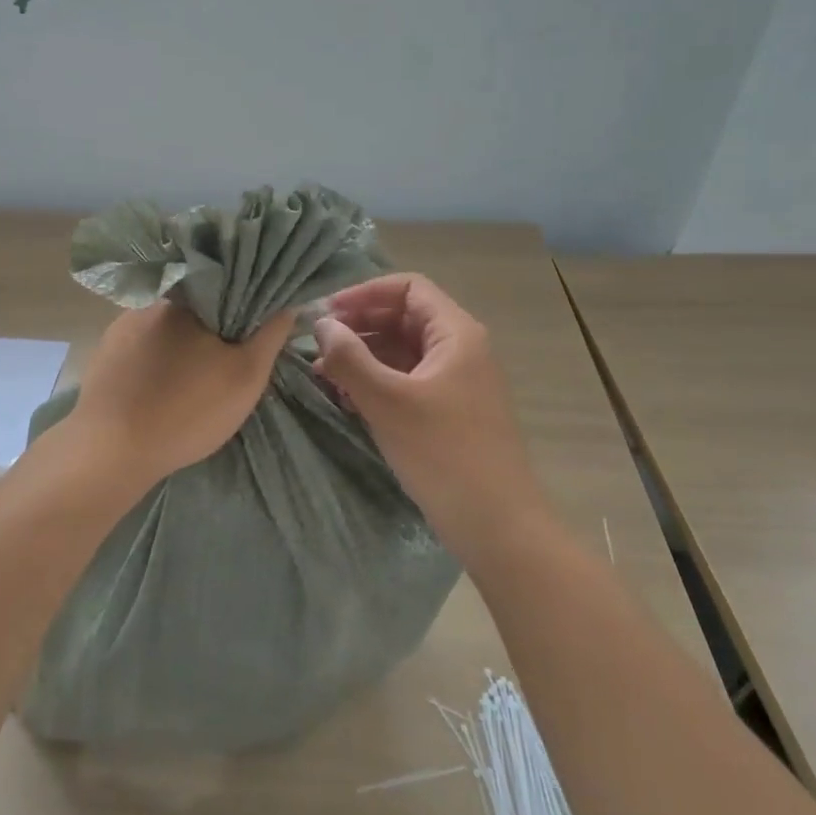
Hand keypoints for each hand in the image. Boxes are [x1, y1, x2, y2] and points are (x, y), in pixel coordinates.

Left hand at [67, 302, 294, 488]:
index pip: (227, 285)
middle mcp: (152, 302)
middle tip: (226, 356)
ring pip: (166, 325)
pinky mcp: (105, 350)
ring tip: (192, 372)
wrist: (112, 450)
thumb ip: (270, 335)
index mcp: (189, 299)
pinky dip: (156, 355)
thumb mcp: (245, 376)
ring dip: (181, 340)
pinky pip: (141, 342)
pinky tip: (161, 381)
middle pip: (196, 305)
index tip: (254, 327)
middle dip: (212, 324)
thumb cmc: (188, 410)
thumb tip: (288, 301)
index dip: (245, 303)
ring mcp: (122, 325)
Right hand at [313, 273, 544, 547]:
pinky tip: (347, 397)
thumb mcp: (388, 401)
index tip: (327, 314)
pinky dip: (376, 381)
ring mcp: (455, 382)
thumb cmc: (443, 453)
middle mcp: (459, 349)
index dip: (365, 293)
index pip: (408, 288)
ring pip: (402, 351)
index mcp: (456, 334)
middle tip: (318, 345)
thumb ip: (349, 357)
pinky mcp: (447, 412)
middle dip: (358, 326)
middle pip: (403, 317)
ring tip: (323, 373)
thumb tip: (321, 324)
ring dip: (363, 355)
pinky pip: (406, 380)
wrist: (497, 526)